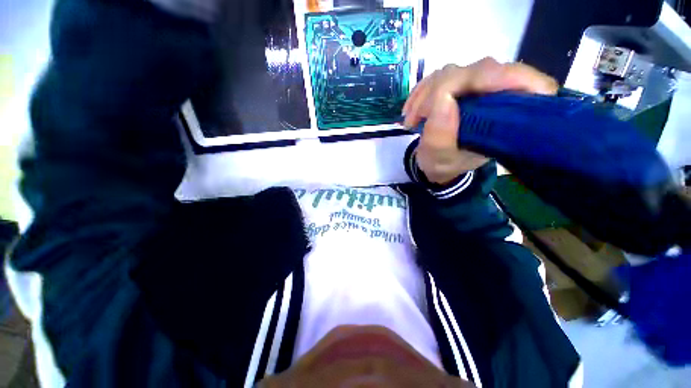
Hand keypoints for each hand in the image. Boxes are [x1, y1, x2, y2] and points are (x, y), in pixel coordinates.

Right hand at [402, 57, 557, 184]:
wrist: (436, 162)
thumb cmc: (444, 165)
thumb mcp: (440, 159)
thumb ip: (441, 137)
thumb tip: (443, 97)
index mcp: (510, 120)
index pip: (527, 84)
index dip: (499, 80)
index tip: (453, 98)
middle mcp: (501, 97)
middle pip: (482, 70)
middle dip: (441, 91)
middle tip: (415, 118)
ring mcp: (480, 87)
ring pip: (456, 70)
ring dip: (426, 94)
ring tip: (411, 120)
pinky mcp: (461, 85)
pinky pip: (441, 76)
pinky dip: (422, 91)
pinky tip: (410, 110)